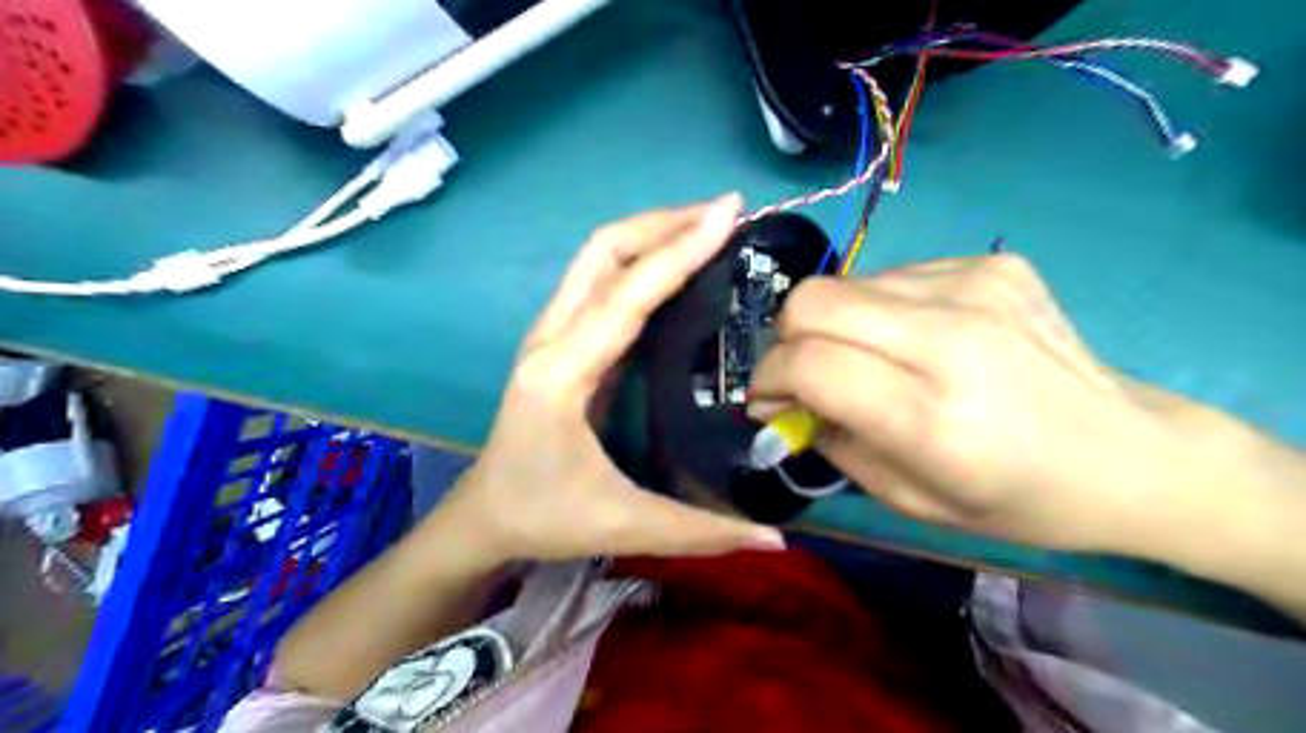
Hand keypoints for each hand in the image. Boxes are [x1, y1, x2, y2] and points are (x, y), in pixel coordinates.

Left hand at [437, 191, 783, 561]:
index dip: (679, 250)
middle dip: (663, 223)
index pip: (627, 295)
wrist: (484, 515)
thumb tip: (777, 538)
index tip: (727, 214)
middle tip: (724, 214)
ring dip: (650, 233)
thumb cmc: (544, 516)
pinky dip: (638, 259)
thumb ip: (702, 531)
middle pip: (602, 252)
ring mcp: (549, 334)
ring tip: (706, 227)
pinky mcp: (557, 340)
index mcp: (562, 374)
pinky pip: (598, 280)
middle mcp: (550, 339)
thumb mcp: (624, 525)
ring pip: (597, 258)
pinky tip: (674, 267)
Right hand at [751, 256, 1272, 552]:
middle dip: (786, 338)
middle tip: (803, 373)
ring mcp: (976, 287)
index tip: (768, 400)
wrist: (1131, 453)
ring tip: (869, 360)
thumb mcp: (910, 499)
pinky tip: (918, 340)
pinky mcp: (994, 263)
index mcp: (932, 416)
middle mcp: (951, 338)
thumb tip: (783, 404)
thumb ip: (833, 444)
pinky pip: (895, 277)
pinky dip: (882, 311)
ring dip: (836, 325)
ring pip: (847, 284)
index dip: (769, 377)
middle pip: (813, 300)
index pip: (809, 362)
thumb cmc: (1017, 499)